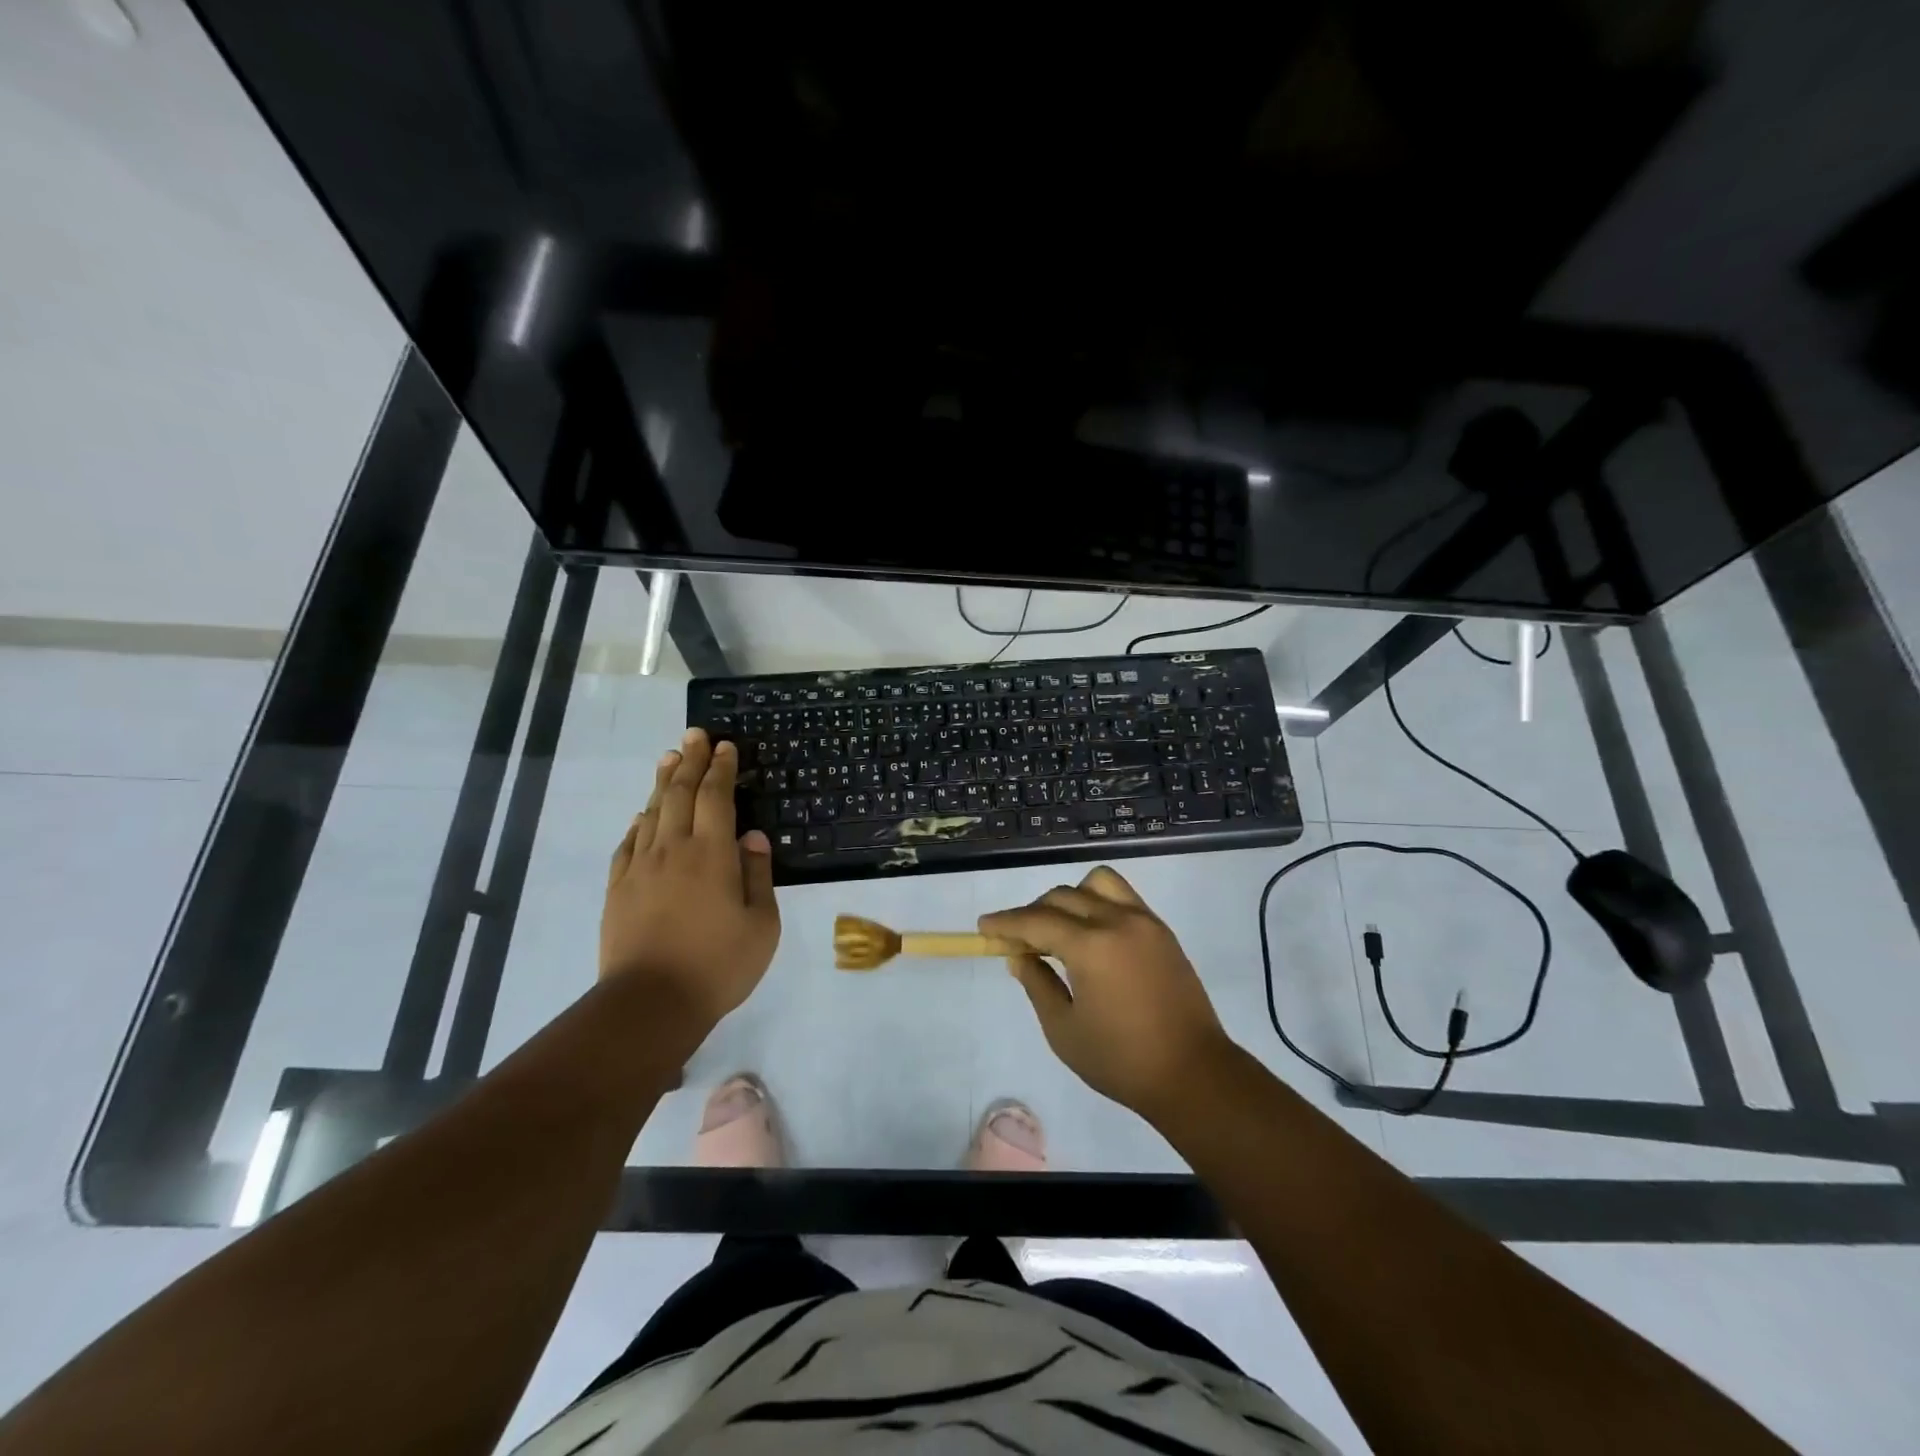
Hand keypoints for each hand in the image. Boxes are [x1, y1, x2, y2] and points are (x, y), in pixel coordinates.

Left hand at [602, 730, 779, 1035]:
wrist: (650, 1003)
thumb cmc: (718, 964)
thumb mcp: (761, 924)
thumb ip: (758, 875)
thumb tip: (752, 837)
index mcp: (712, 854)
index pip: (716, 797)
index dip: (721, 768)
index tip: (724, 745)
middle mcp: (673, 849)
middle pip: (679, 793)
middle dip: (689, 760)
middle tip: (695, 735)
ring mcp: (640, 867)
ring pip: (651, 812)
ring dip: (663, 782)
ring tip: (669, 758)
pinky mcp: (618, 888)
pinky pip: (628, 843)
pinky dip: (638, 823)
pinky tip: (642, 816)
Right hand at [979, 865, 1230, 1121]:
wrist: (1193, 1074)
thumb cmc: (1121, 1060)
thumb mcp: (1064, 1030)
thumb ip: (1037, 984)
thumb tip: (1020, 956)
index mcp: (1091, 946)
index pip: (1036, 920)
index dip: (1005, 923)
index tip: (983, 927)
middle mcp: (1117, 921)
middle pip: (1062, 897)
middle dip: (1032, 913)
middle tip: (1016, 941)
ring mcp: (1144, 921)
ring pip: (1096, 884)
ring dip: (1069, 899)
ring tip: (1060, 930)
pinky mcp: (1161, 930)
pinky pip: (1122, 896)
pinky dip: (1098, 902)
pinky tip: (1091, 932)